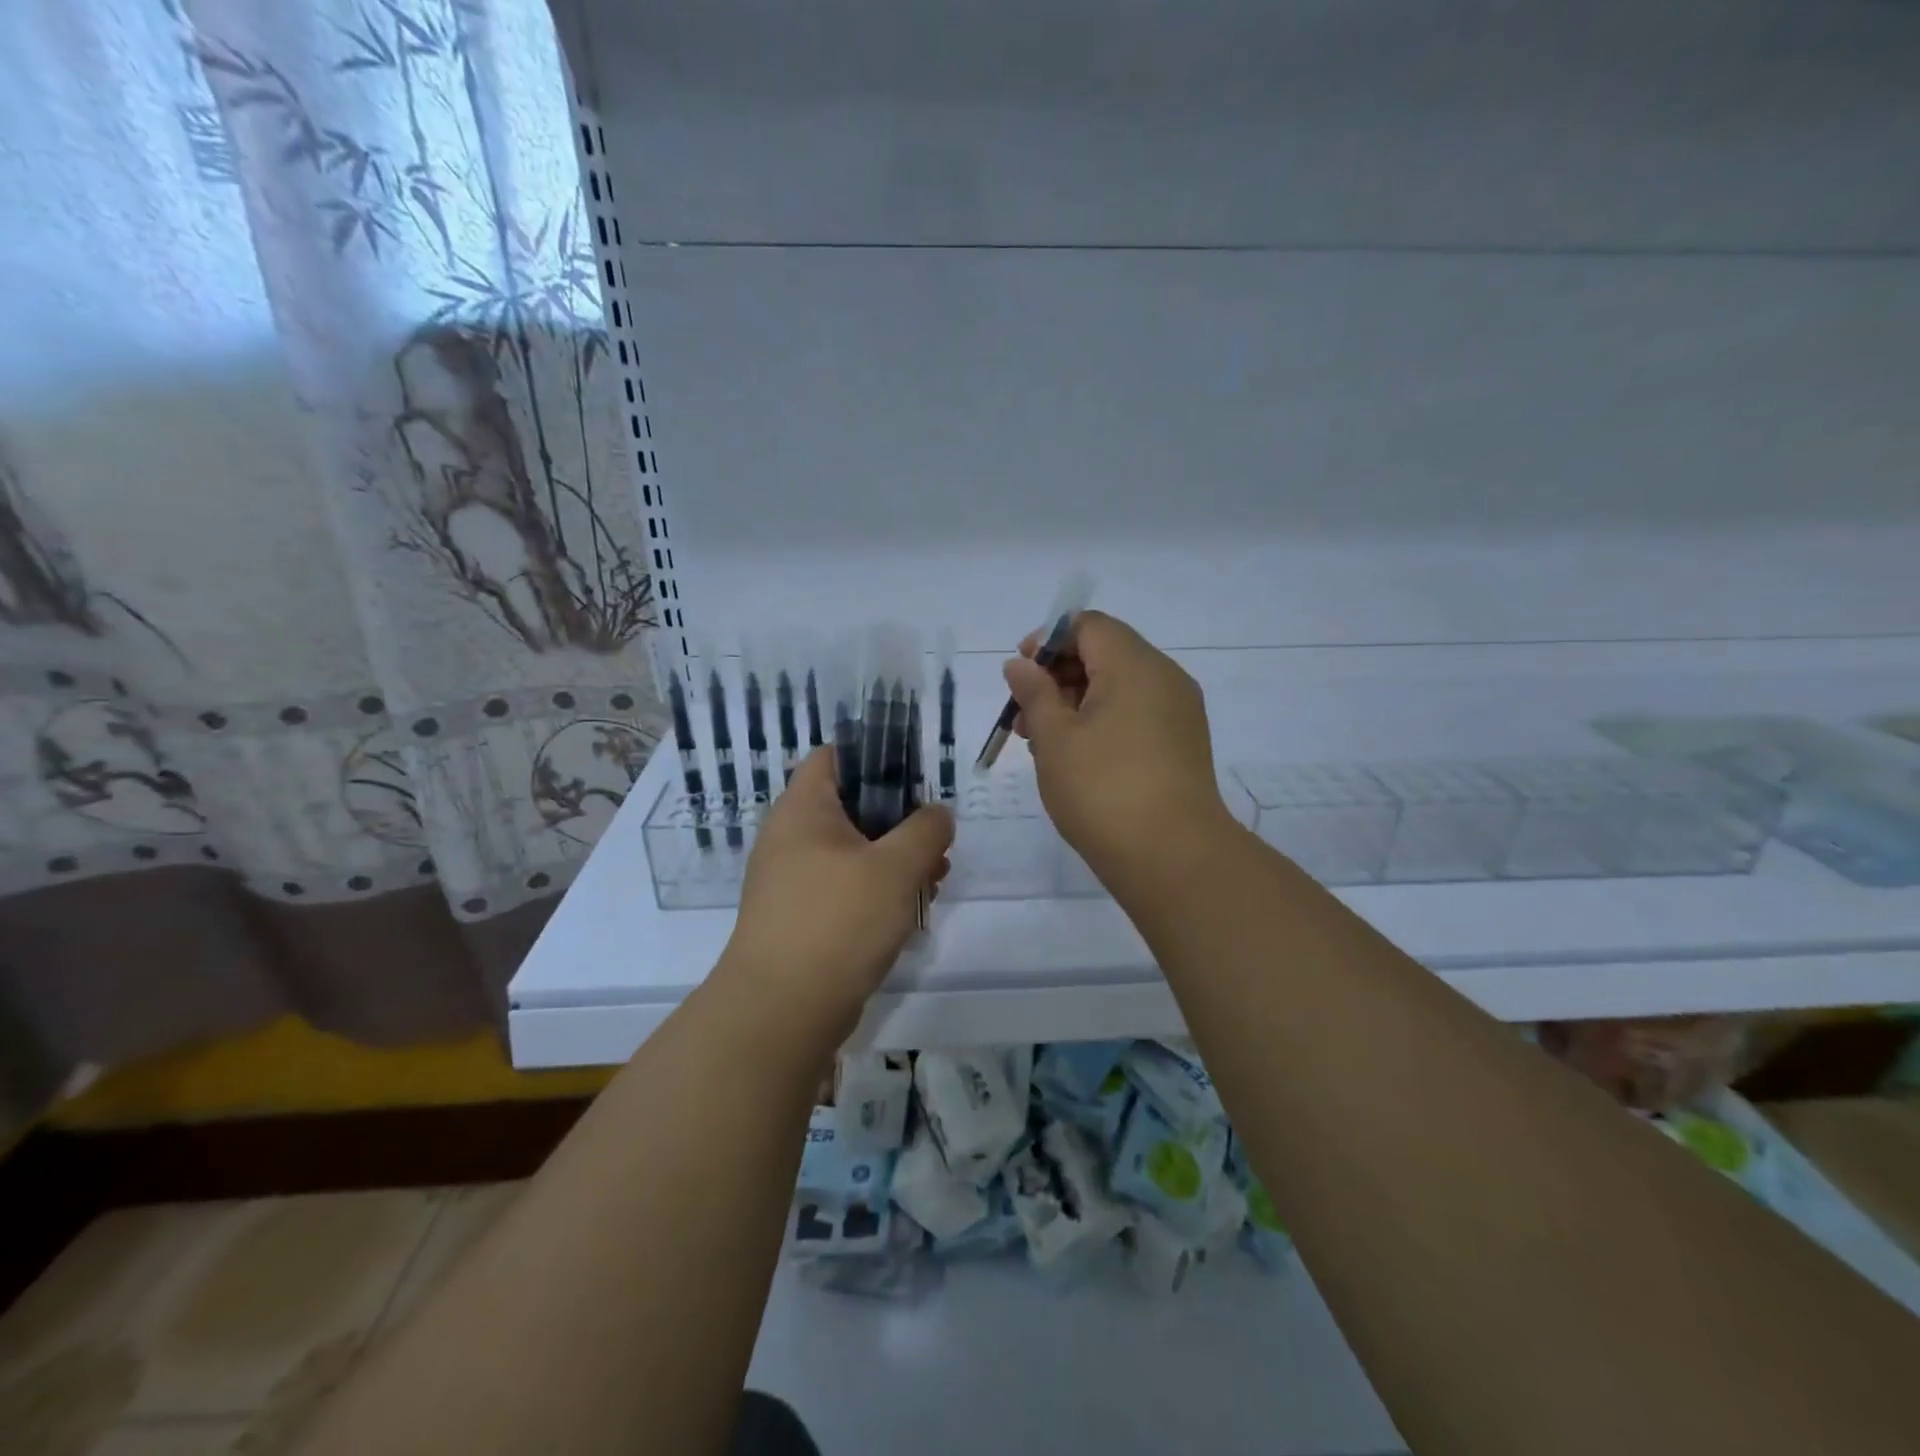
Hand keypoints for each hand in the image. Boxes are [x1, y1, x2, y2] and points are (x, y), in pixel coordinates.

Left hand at [715, 749, 952, 1040]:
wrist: (783, 1011)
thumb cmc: (838, 921)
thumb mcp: (896, 867)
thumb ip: (926, 830)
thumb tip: (938, 814)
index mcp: (803, 809)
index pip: (835, 757)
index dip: (876, 757)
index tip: (917, 779)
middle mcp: (791, 837)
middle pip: (852, 807)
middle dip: (900, 821)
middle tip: (936, 840)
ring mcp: (793, 880)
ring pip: (853, 851)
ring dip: (895, 860)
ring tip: (934, 880)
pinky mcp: (801, 917)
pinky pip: (844, 887)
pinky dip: (876, 891)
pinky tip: (910, 912)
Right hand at [1004, 610, 1232, 885]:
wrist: (1173, 857)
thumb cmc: (1103, 789)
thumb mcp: (1055, 738)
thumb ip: (1034, 692)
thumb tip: (1020, 664)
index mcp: (1135, 665)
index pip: (1088, 626)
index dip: (1048, 640)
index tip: (1020, 673)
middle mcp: (1164, 678)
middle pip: (1105, 653)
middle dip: (1058, 676)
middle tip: (1024, 715)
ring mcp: (1179, 712)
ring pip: (1119, 687)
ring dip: (1077, 702)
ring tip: (1043, 742)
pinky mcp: (1182, 743)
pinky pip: (1137, 713)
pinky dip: (1103, 721)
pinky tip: (1077, 757)